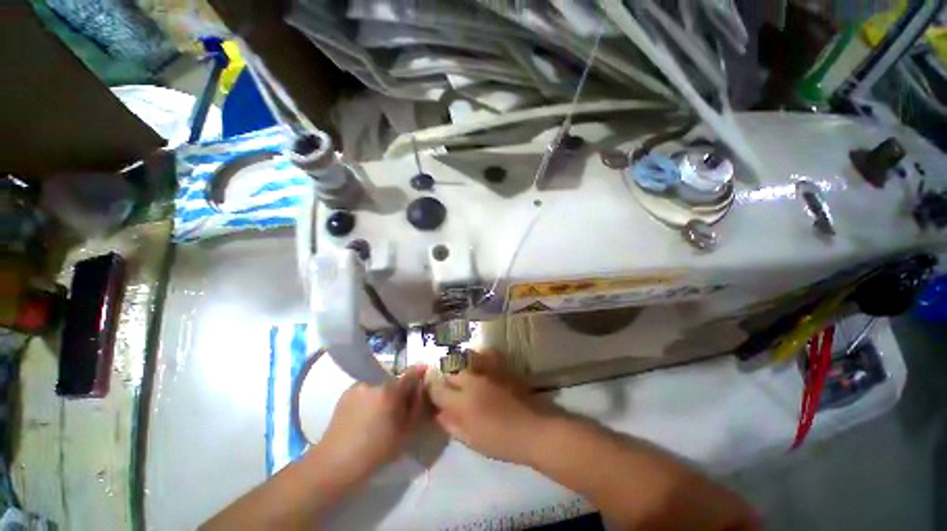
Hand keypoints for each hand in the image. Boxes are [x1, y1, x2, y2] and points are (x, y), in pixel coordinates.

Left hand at [311, 365, 427, 483]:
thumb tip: (419, 389)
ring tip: (379, 414)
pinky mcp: (345, 393)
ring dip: (382, 394)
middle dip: (398, 390)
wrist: (335, 463)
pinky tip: (364, 415)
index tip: (424, 370)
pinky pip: (365, 390)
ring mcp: (358, 386)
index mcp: (389, 391)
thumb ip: (415, 406)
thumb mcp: (405, 431)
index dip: (419, 372)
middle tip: (397, 408)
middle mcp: (374, 382)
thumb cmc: (376, 451)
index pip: (410, 374)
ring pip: (378, 386)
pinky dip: (369, 398)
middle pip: (393, 381)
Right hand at [428, 350, 556, 463]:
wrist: (534, 430)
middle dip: (446, 381)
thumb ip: (452, 425)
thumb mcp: (472, 440)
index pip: (438, 390)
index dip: (432, 392)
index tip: (432, 396)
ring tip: (462, 379)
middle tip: (448, 391)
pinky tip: (477, 365)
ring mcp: (487, 371)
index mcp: (462, 402)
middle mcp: (472, 381)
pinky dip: (477, 358)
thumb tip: (438, 413)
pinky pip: (483, 356)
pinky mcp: (500, 367)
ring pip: (465, 363)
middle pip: (451, 374)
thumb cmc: (502, 441)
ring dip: (460, 370)